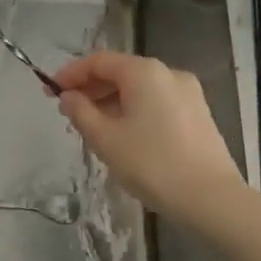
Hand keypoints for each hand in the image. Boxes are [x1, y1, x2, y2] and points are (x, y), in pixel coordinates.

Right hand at [54, 52, 245, 225]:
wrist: (212, 200)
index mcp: (144, 72)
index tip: (49, 91)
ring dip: (111, 101)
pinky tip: (123, 134)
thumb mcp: (106, 139)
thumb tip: (68, 97)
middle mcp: (168, 73)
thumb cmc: (152, 165)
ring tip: (91, 126)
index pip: (98, 61)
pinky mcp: (198, 114)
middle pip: (120, 71)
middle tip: (67, 110)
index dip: (70, 74)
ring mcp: (188, 93)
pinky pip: (156, 102)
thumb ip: (81, 112)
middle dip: (91, 88)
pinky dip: (133, 110)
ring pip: (139, 88)